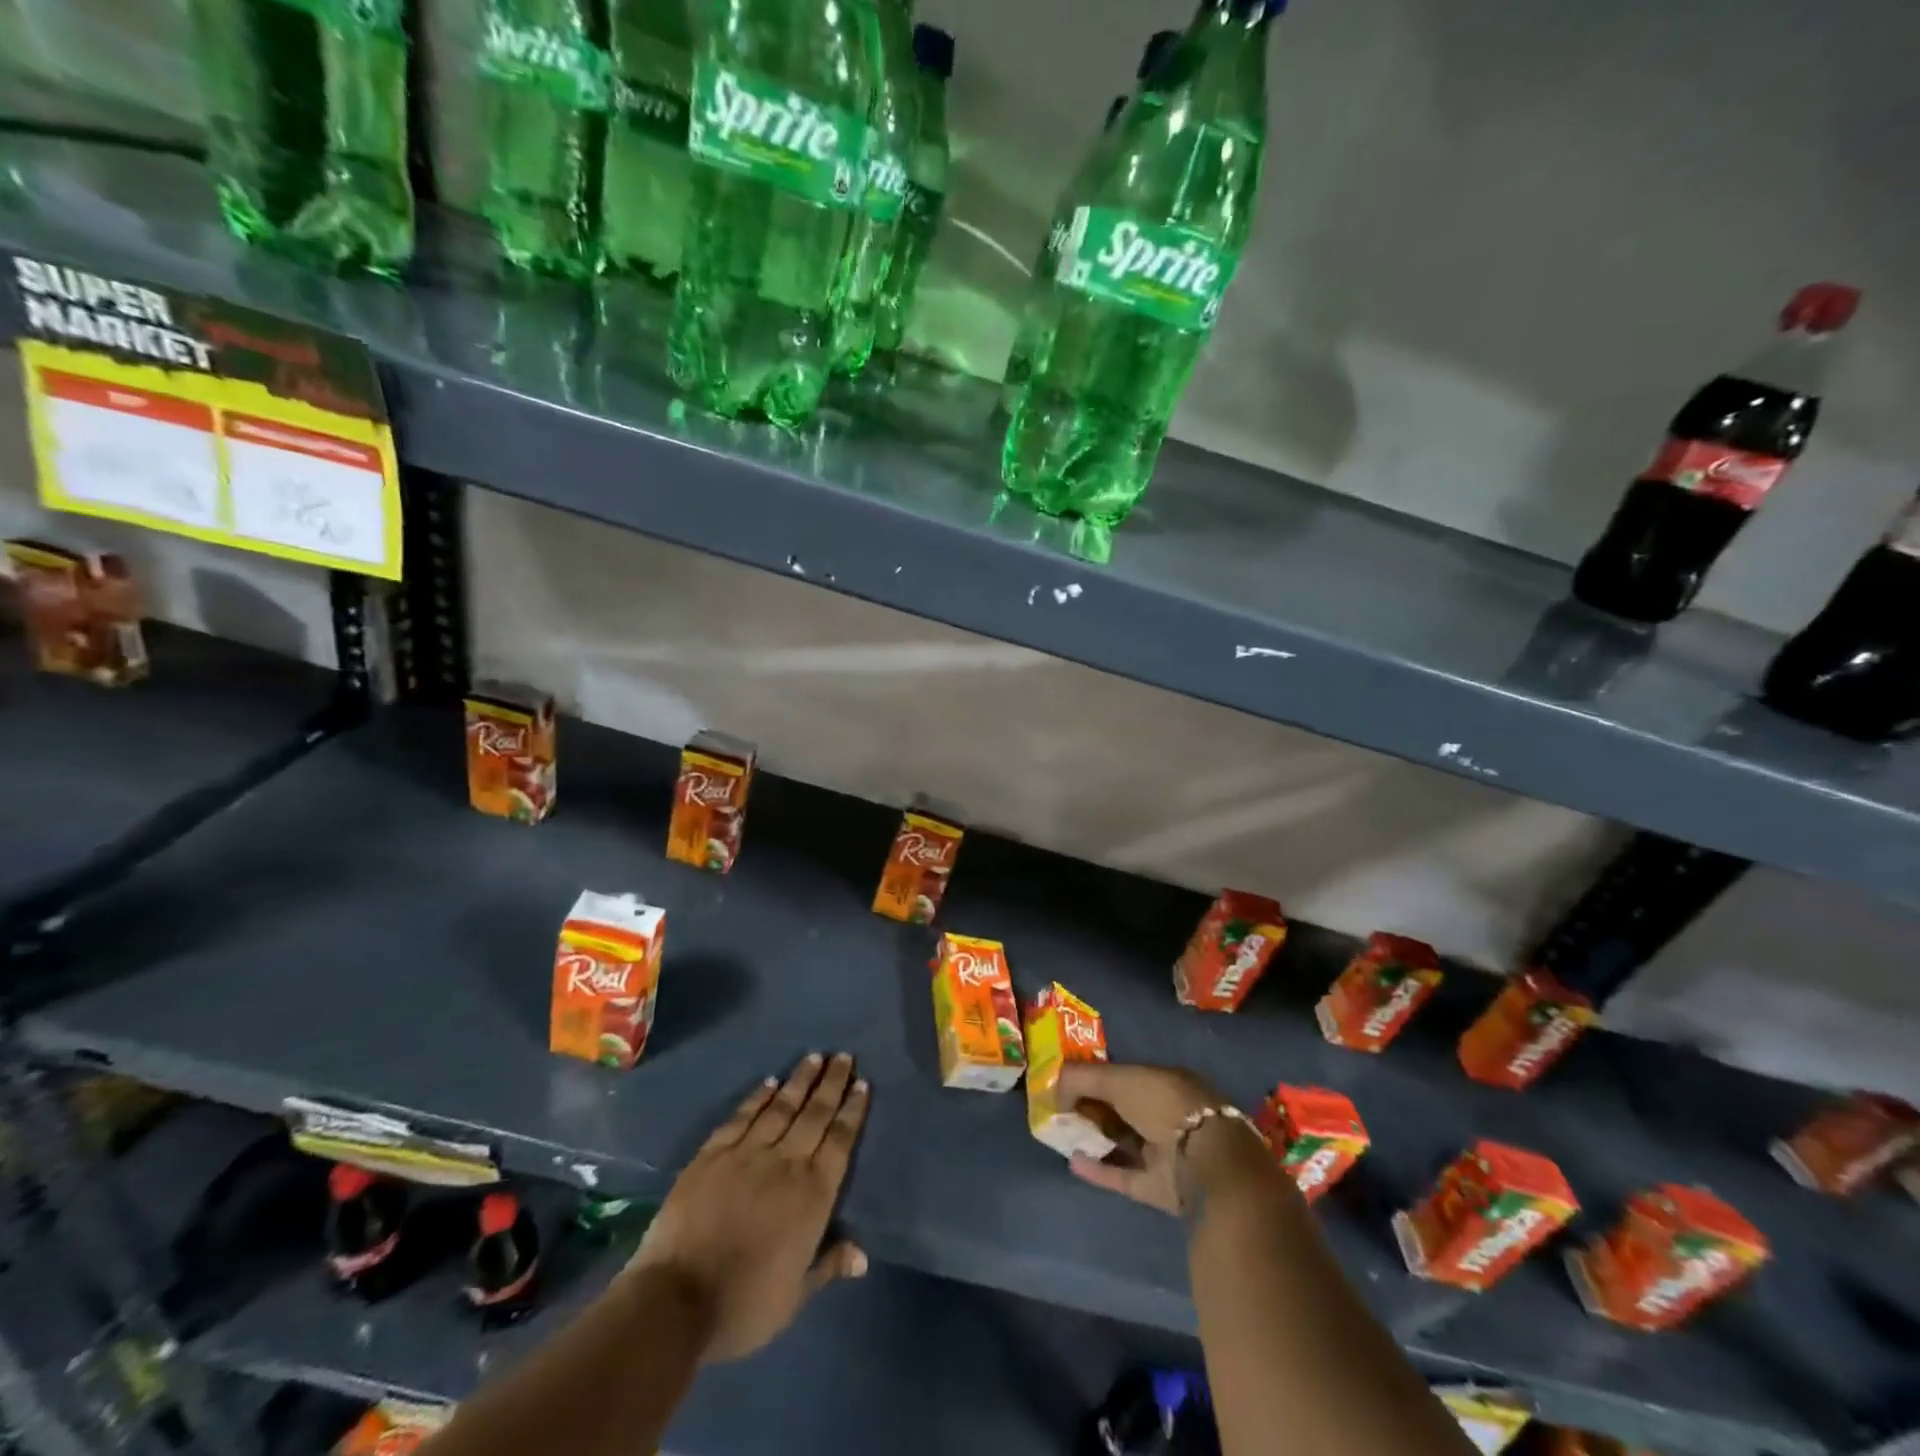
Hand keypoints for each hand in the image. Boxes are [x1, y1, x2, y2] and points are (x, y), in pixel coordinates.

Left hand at [626, 1053, 869, 1361]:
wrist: (675, 1300)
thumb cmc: (743, 1305)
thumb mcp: (794, 1296)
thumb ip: (828, 1266)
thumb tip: (863, 1255)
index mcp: (812, 1195)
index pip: (840, 1142)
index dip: (852, 1111)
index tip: (862, 1083)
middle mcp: (786, 1163)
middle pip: (815, 1114)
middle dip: (832, 1083)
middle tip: (844, 1056)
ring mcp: (747, 1154)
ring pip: (781, 1107)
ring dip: (799, 1080)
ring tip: (814, 1057)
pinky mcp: (713, 1154)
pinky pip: (741, 1117)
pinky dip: (757, 1097)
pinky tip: (769, 1082)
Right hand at [1057, 1062, 1264, 1215]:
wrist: (1204, 1161)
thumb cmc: (1163, 1105)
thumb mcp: (1119, 1078)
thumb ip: (1083, 1078)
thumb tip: (1055, 1087)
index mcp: (1165, 1082)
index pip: (1124, 1076)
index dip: (1095, 1078)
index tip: (1067, 1083)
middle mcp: (1166, 1114)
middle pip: (1122, 1109)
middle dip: (1092, 1109)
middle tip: (1060, 1111)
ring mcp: (1164, 1152)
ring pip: (1122, 1142)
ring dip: (1094, 1138)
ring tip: (1062, 1135)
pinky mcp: (1158, 1186)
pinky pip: (1122, 1174)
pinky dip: (1098, 1169)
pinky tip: (1073, 1161)